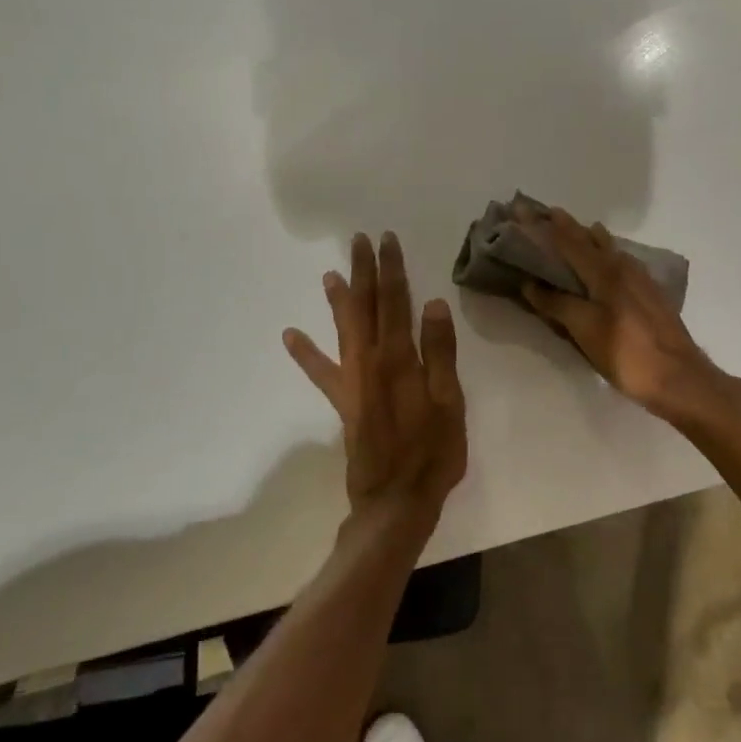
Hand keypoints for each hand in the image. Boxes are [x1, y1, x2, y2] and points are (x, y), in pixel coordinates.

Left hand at [283, 232, 466, 515]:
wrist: (396, 500)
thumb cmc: (433, 451)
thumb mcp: (450, 401)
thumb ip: (440, 352)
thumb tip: (433, 303)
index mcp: (401, 358)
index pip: (397, 302)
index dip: (392, 269)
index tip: (387, 240)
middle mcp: (371, 361)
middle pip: (366, 307)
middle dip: (364, 272)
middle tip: (359, 241)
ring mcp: (353, 381)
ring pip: (344, 330)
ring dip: (338, 300)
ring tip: (330, 274)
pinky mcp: (344, 402)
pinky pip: (321, 372)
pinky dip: (306, 353)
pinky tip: (290, 336)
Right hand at [518, 207, 732, 423]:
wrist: (678, 376)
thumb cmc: (626, 353)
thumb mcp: (585, 329)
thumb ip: (558, 304)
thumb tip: (530, 284)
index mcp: (604, 272)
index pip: (568, 241)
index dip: (545, 226)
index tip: (524, 208)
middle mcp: (623, 267)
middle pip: (591, 240)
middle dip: (568, 227)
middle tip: (548, 215)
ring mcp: (641, 280)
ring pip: (611, 249)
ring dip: (591, 238)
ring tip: (580, 230)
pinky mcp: (651, 295)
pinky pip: (623, 263)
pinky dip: (608, 254)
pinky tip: (611, 261)